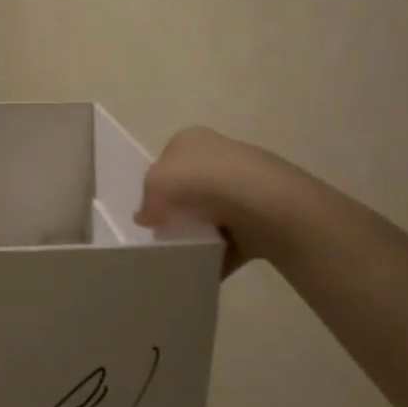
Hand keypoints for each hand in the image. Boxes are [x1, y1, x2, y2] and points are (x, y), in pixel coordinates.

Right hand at [136, 127, 303, 275]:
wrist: (261, 202)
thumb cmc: (200, 181)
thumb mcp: (155, 183)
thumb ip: (146, 201)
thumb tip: (147, 217)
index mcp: (191, 139)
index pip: (168, 160)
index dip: (156, 185)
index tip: (150, 210)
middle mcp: (219, 156)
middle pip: (191, 187)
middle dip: (179, 209)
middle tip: (165, 232)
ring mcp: (244, 185)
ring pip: (213, 213)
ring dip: (201, 233)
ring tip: (184, 253)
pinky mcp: (261, 215)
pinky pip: (233, 239)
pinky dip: (220, 253)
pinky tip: (206, 267)